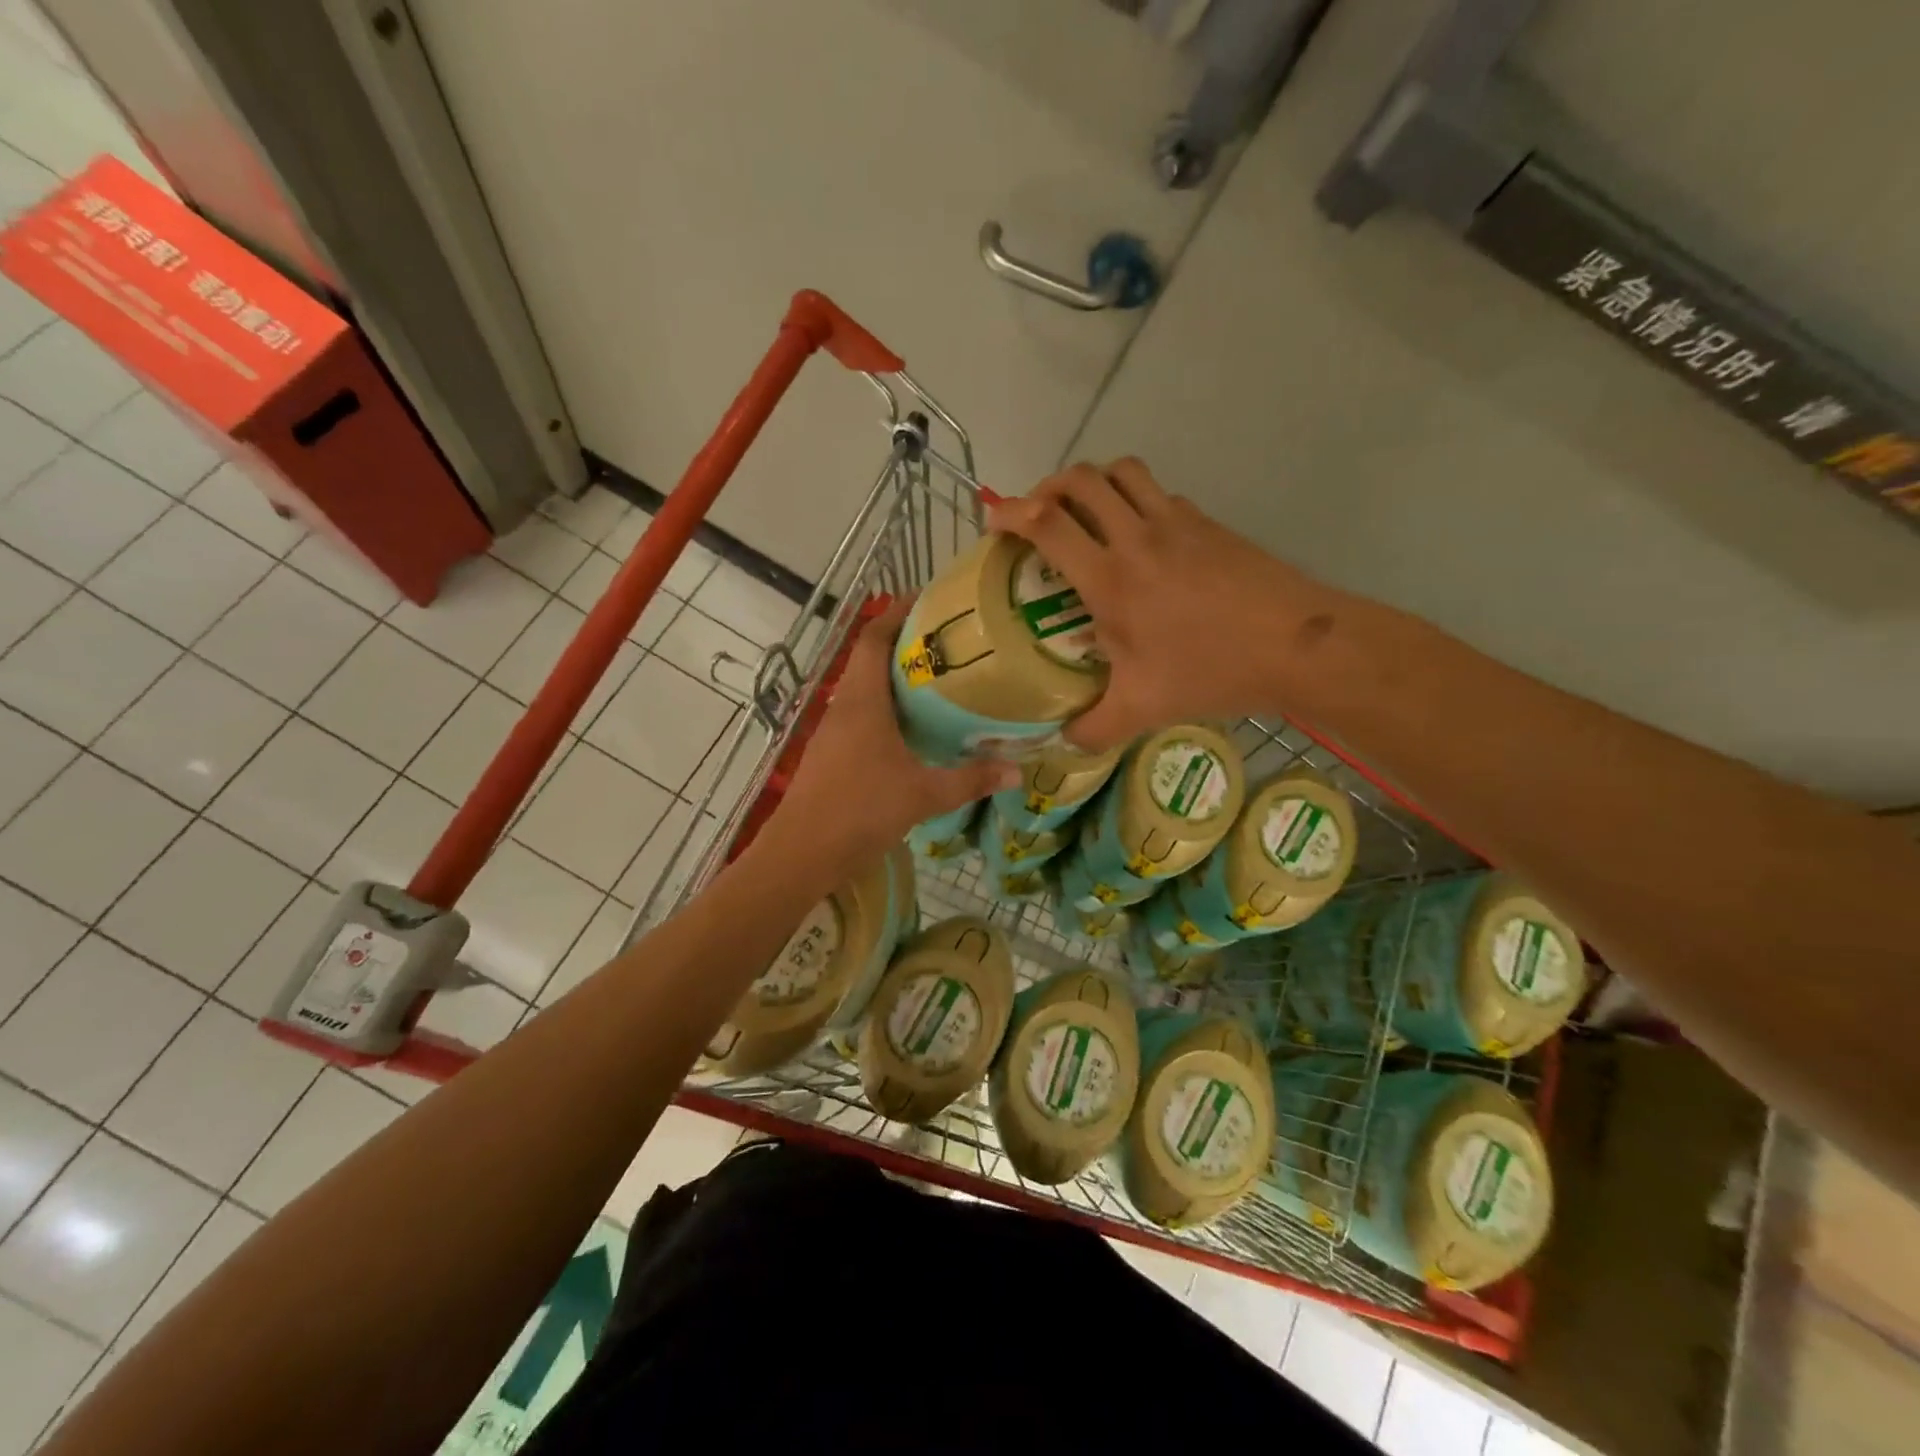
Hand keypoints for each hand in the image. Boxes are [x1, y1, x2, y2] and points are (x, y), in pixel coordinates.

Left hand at [772, 600, 1016, 872]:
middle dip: (906, 645)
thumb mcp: (922, 795)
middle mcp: (844, 707)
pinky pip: (863, 716)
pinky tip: (916, 729)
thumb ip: (970, 780)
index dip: (896, 614)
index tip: (930, 602)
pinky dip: (889, 710)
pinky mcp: (833, 755)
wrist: (801, 855)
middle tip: (951, 643)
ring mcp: (834, 732)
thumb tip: (1017, 770)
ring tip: (941, 681)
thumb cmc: (859, 811)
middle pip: (870, 659)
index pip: (872, 638)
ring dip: (897, 679)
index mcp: (861, 702)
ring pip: (867, 689)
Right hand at [989, 459, 1331, 751]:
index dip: (1011, 513)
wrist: (1297, 646)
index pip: (1047, 524)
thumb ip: (1091, 728)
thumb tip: (1062, 740)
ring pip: (1122, 471)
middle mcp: (1137, 537)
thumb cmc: (1211, 672)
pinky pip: (1158, 493)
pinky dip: (1134, 499)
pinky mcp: (1207, 523)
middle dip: (1047, 487)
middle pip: (1080, 479)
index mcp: (1110, 579)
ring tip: (1083, 512)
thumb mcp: (1141, 710)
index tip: (994, 520)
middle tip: (1037, 515)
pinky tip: (1139, 537)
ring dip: (1092, 482)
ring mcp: (1176, 523)